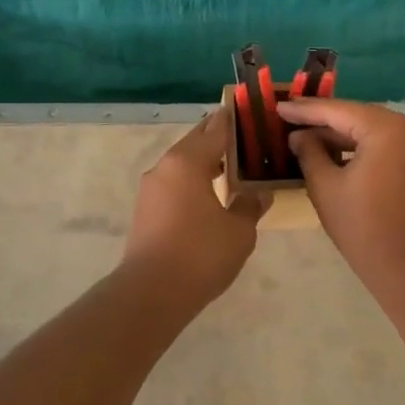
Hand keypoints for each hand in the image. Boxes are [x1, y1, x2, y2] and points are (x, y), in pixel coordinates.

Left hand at [122, 111, 267, 309]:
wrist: (152, 293)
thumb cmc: (200, 253)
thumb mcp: (239, 230)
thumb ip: (250, 205)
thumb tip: (258, 193)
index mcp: (188, 161)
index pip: (215, 129)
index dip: (233, 121)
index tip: (248, 112)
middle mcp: (165, 167)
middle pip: (195, 142)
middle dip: (218, 139)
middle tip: (245, 139)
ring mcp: (151, 189)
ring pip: (182, 164)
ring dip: (204, 161)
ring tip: (231, 167)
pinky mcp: (145, 210)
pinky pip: (174, 184)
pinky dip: (192, 181)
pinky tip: (209, 195)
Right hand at [280, 99, 404, 286]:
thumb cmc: (362, 226)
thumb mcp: (325, 186)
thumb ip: (309, 151)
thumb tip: (298, 135)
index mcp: (387, 129)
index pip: (338, 111)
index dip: (305, 110)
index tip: (278, 106)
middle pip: (357, 115)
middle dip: (323, 119)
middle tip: (289, 117)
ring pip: (371, 128)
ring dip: (340, 132)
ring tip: (304, 134)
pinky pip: (385, 141)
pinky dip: (359, 144)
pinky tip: (332, 149)